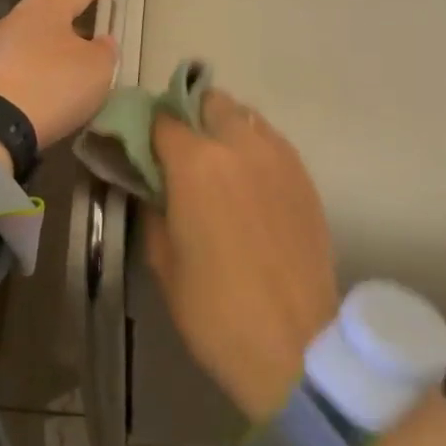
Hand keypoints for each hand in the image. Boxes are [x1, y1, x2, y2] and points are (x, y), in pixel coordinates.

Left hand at [0, 0, 117, 150]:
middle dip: (69, 22)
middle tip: (89, 30)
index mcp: (47, 7)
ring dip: (49, 50)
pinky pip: (18, 66)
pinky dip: (33, 72)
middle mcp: (17, 18)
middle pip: (50, 15)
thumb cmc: (54, 83)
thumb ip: (104, 51)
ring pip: (32, 41)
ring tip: (68, 64)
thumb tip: (101, 42)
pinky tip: (44, 86)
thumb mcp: (97, 68)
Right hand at [142, 90, 341, 423]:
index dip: (147, 129)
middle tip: (180, 153)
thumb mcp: (163, 260)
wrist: (294, 343)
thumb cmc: (215, 309)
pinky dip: (254, 146)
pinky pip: (272, 141)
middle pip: (210, 102)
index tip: (140, 147)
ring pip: (246, 116)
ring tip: (217, 165)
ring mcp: (279, 157)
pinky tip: (249, 181)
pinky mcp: (304, 175)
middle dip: (190, 116)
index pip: (163, 120)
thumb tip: (150, 183)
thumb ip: (152, 207)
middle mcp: (240, 145)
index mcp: (196, 163)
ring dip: (224, 127)